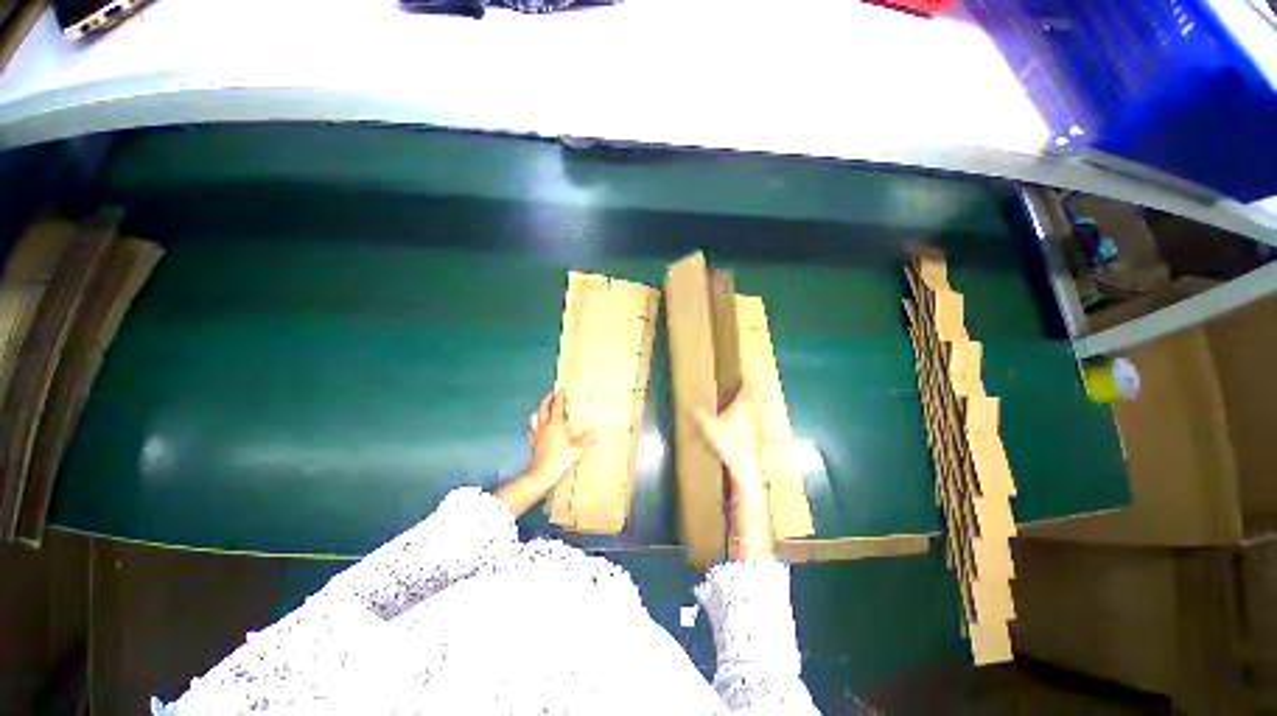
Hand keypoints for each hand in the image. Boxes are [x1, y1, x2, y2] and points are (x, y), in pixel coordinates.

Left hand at [497, 391, 594, 516]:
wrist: (541, 474)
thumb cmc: (559, 460)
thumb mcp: (577, 449)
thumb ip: (586, 440)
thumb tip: (596, 432)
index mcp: (555, 425)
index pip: (557, 408)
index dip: (558, 398)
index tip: (560, 391)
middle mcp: (544, 427)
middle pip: (543, 410)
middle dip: (546, 401)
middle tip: (549, 395)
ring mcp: (537, 436)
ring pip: (535, 418)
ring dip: (538, 411)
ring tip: (540, 408)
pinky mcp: (533, 444)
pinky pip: (532, 430)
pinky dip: (534, 425)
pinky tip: (535, 428)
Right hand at [693, 384, 764, 498]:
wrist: (744, 467)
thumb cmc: (727, 441)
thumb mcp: (707, 426)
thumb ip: (698, 415)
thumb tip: (689, 405)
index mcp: (743, 404)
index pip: (747, 387)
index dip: (745, 380)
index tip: (741, 376)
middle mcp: (753, 412)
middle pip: (751, 399)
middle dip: (744, 396)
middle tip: (734, 394)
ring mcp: (758, 427)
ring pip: (753, 413)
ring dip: (746, 411)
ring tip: (734, 414)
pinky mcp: (760, 440)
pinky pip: (753, 428)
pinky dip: (747, 426)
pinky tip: (737, 434)